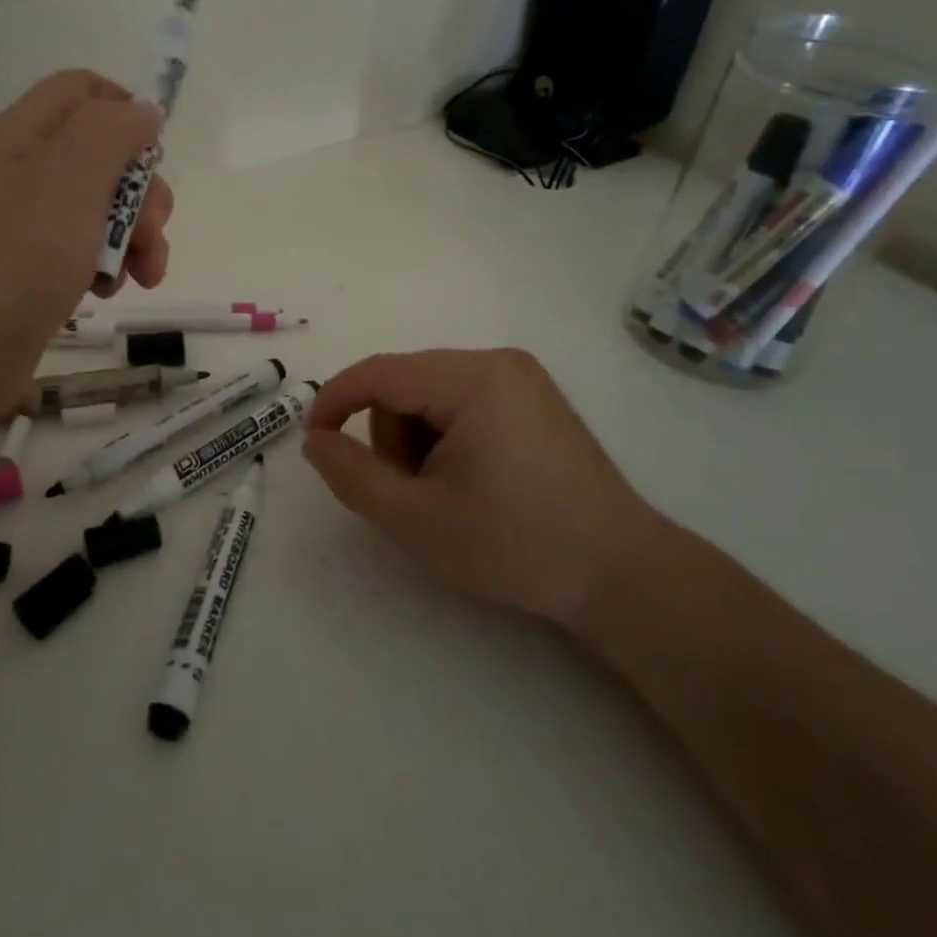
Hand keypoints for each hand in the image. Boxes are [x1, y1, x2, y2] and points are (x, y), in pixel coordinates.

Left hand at [0, 70, 172, 433]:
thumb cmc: (12, 256)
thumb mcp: (71, 178)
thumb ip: (112, 133)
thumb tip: (142, 111)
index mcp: (25, 136)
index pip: (83, 92)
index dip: (126, 111)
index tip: (155, 154)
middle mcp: (23, 175)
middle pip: (103, 159)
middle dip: (142, 194)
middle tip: (152, 234)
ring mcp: (25, 229)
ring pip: (100, 213)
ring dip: (134, 239)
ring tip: (140, 278)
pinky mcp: (30, 276)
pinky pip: (82, 255)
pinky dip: (106, 270)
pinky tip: (104, 295)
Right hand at [303, 348, 664, 627]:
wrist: (620, 573)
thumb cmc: (516, 545)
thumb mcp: (418, 519)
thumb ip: (353, 476)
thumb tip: (316, 441)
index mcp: (472, 380)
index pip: (378, 373)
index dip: (335, 403)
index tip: (317, 445)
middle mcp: (496, 362)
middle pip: (404, 384)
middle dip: (390, 437)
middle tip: (411, 495)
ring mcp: (519, 378)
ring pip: (428, 394)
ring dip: (416, 441)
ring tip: (445, 494)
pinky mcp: (531, 398)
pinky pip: (460, 402)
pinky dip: (445, 438)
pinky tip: (471, 481)